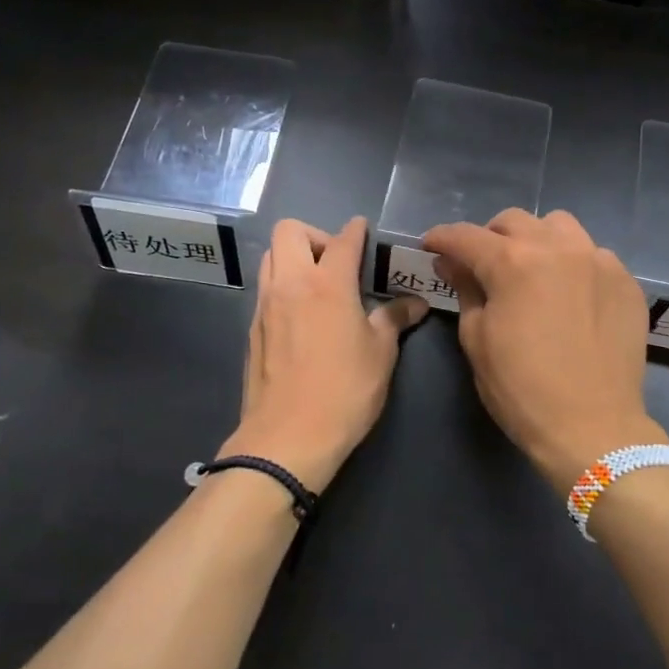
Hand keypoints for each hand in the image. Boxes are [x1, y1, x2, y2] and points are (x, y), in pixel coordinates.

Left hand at [220, 217, 426, 492]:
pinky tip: (302, 316)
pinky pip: (265, 288)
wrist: (287, 438)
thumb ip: (394, 320)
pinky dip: (283, 286)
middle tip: (337, 263)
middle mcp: (291, 284)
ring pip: (270, 256)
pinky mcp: (252, 329)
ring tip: (319, 286)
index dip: (356, 230)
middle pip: (290, 231)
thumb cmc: (344, 392)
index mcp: (327, 284)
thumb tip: (415, 303)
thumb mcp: (380, 355)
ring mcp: (265, 305)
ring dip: (293, 257)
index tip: (363, 230)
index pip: (342, 240)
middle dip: (316, 235)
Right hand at [422, 209, 667, 492]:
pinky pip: (593, 254)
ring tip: (532, 270)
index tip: (431, 245)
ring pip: (558, 226)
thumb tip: (453, 262)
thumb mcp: (477, 340)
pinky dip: (573, 264)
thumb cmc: (522, 389)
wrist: (593, 427)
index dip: (442, 238)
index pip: (466, 236)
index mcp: (513, 262)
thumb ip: (465, 290)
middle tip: (482, 265)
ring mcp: (598, 261)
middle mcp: (558, 248)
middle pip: (513, 221)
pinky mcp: (625, 281)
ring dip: (536, 240)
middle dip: (490, 237)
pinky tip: (570, 294)